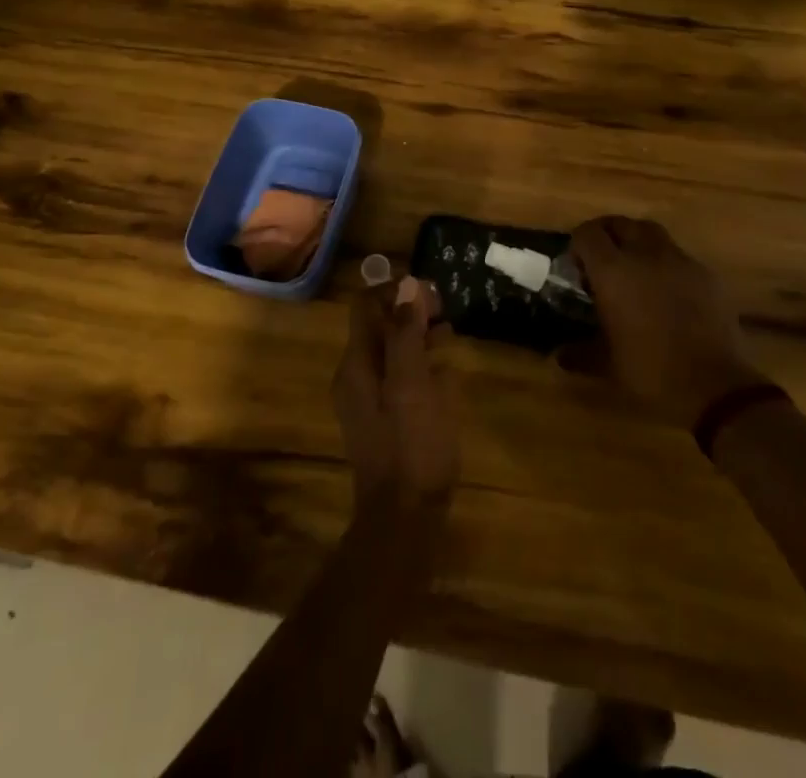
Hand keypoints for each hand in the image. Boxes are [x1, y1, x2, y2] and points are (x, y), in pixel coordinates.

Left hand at [334, 277, 459, 512]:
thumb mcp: (413, 383)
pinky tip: (445, 374)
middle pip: (379, 326)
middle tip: (446, 314)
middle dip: (411, 311)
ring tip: (450, 336)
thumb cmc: (412, 445)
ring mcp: (368, 400)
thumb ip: (407, 333)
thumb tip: (407, 285)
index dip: (396, 290)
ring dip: (418, 336)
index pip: (366, 305)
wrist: (404, 519)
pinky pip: (398, 377)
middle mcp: (356, 376)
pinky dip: (419, 365)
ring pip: (391, 351)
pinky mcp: (384, 420)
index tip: (432, 294)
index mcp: (357, 364)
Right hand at [570, 217, 764, 426]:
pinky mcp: (706, 274)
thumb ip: (579, 353)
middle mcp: (645, 255)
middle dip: (608, 235)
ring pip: (652, 233)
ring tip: (635, 270)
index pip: (588, 233)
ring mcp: (680, 261)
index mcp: (614, 271)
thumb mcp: (608, 366)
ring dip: (637, 243)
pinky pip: (678, 256)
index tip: (577, 266)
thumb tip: (559, 355)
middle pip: (621, 223)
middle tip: (603, 262)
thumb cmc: (651, 372)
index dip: (579, 244)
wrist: (715, 386)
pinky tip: (667, 292)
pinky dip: (665, 264)